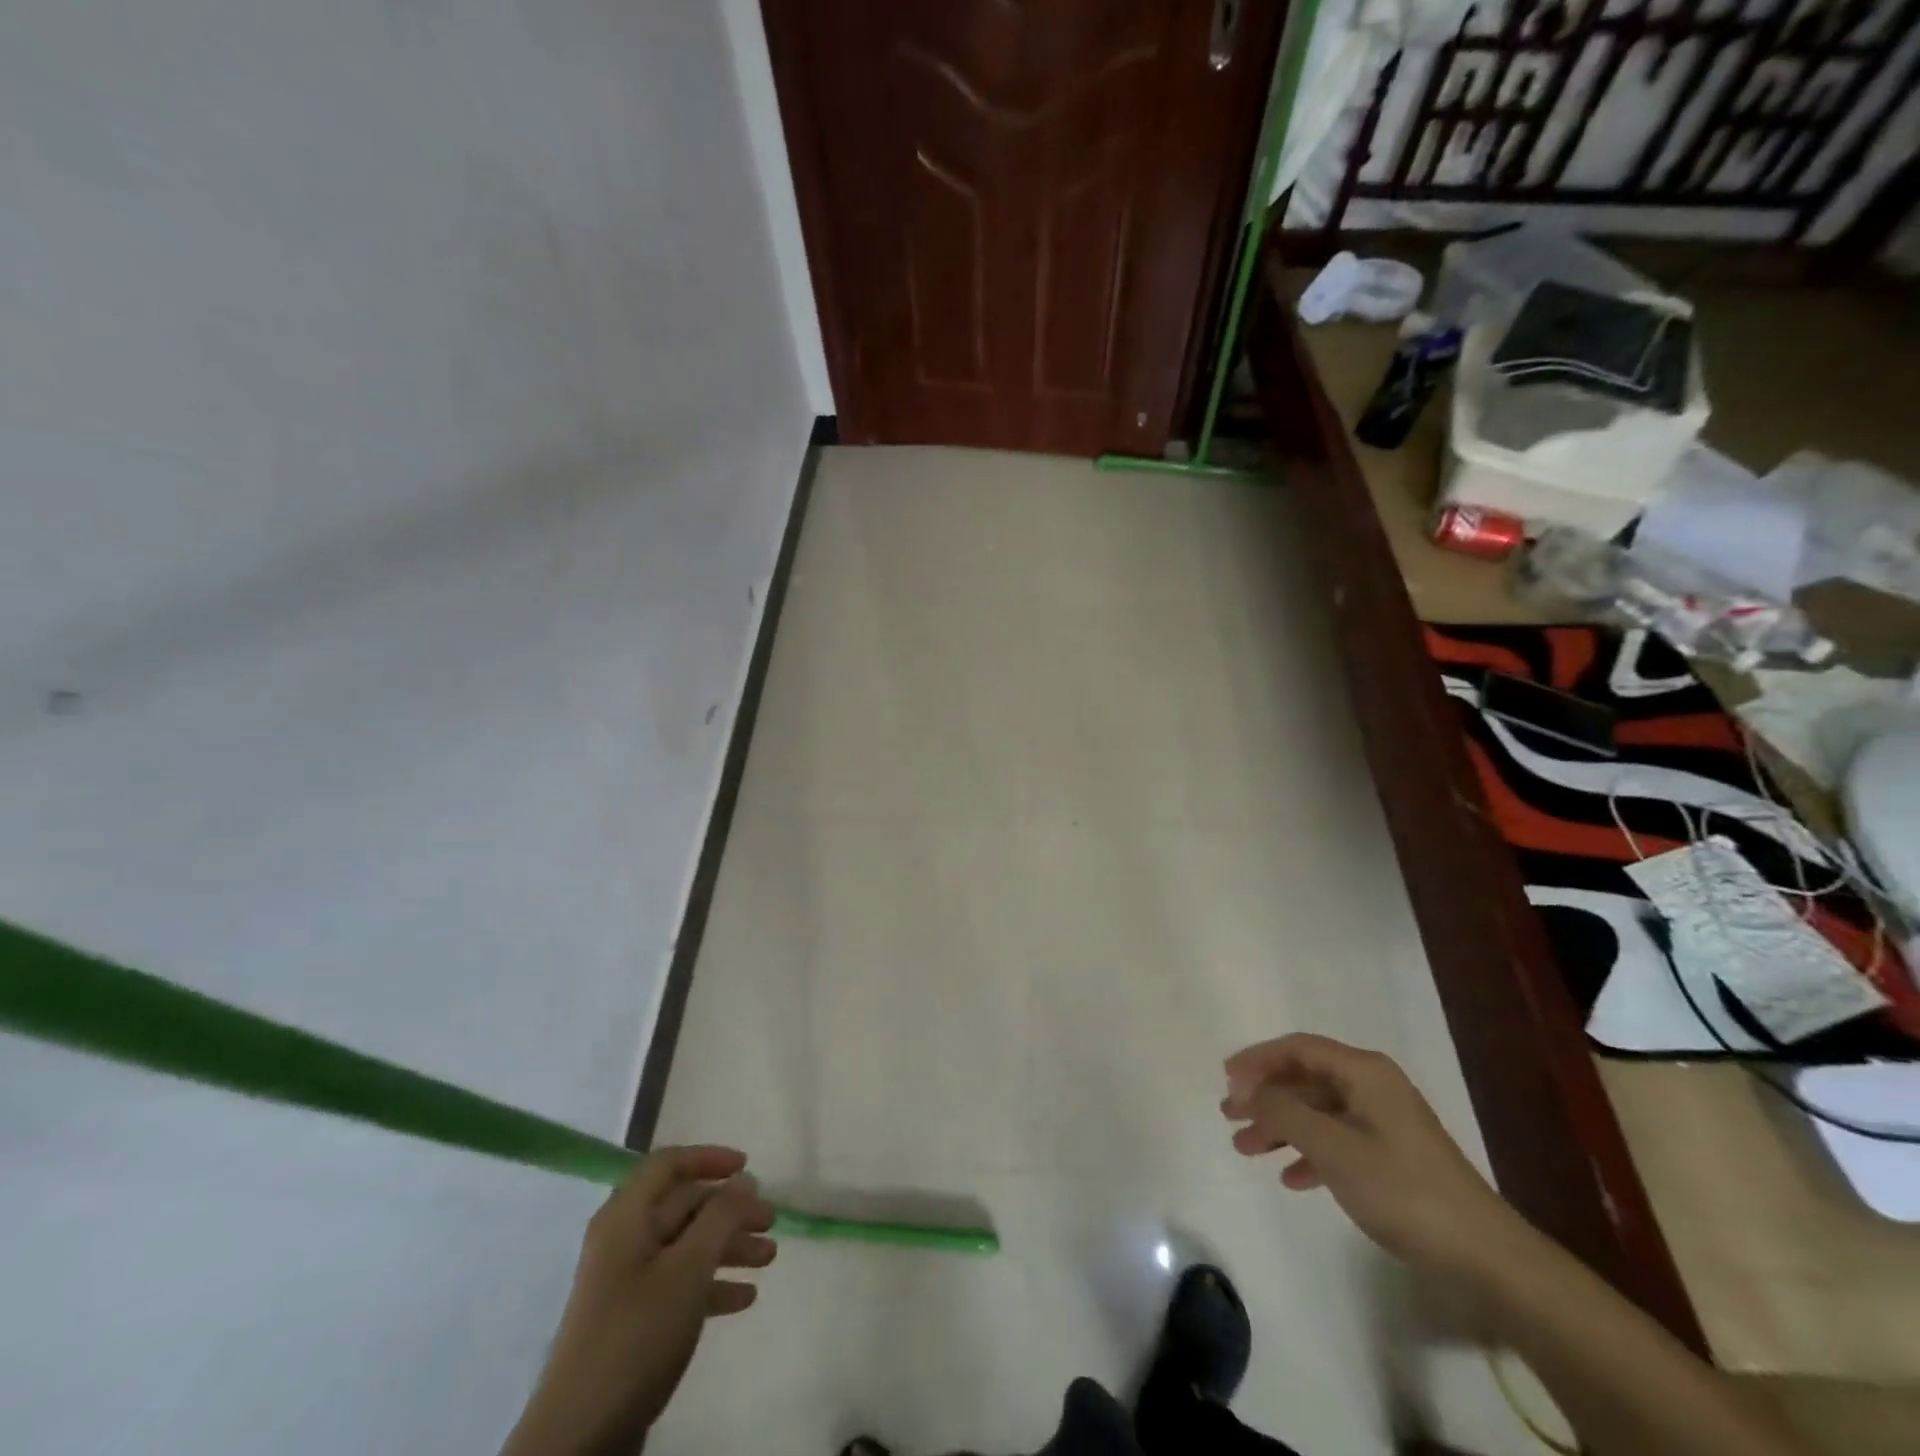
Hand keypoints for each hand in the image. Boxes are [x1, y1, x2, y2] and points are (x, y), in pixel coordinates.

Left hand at [501, 1146, 776, 1455]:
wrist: (579, 1438)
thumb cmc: (637, 1335)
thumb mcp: (688, 1269)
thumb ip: (721, 1216)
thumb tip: (744, 1178)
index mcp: (626, 1217)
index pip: (668, 1164)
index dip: (709, 1158)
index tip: (748, 1168)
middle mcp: (624, 1240)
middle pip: (684, 1205)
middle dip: (730, 1210)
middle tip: (771, 1220)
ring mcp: (627, 1282)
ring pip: (687, 1245)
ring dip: (728, 1246)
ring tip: (770, 1258)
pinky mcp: (633, 1321)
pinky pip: (679, 1284)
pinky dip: (712, 1283)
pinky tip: (745, 1297)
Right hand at [1222, 1034, 1524, 1277]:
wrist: (1484, 1255)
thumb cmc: (1401, 1189)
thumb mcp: (1332, 1146)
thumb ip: (1283, 1112)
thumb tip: (1248, 1090)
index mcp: (1363, 1071)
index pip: (1297, 1048)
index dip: (1257, 1059)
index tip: (1226, 1080)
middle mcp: (1373, 1086)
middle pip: (1305, 1078)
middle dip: (1265, 1097)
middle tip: (1230, 1117)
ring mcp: (1384, 1121)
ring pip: (1318, 1111)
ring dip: (1281, 1126)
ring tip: (1247, 1149)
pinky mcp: (1392, 1155)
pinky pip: (1337, 1140)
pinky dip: (1309, 1152)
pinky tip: (1291, 1177)